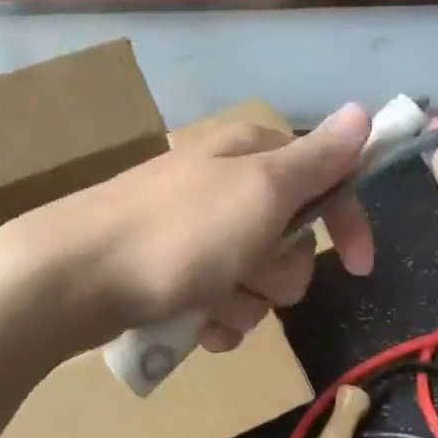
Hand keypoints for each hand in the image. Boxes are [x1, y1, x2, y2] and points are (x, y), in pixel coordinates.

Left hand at [0, 106, 376, 352]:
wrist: (73, 278)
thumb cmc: (179, 234)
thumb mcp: (260, 191)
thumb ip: (317, 159)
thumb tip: (363, 111)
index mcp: (250, 153)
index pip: (325, 179)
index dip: (346, 222)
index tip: (360, 266)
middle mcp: (225, 184)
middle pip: (290, 237)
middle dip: (279, 272)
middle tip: (248, 276)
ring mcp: (195, 229)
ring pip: (256, 277)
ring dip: (246, 302)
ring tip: (212, 307)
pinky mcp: (171, 268)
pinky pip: (219, 300)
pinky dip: (217, 318)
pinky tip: (197, 326)